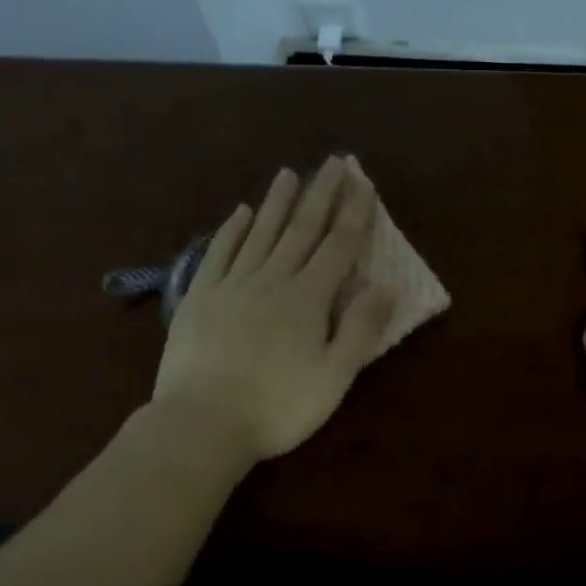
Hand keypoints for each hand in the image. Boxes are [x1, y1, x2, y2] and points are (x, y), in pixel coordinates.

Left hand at [151, 156, 394, 463]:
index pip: (338, 246)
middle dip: (321, 194)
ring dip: (278, 202)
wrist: (201, 423)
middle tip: (333, 162)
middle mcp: (272, 280)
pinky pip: (219, 253)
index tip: (363, 183)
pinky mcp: (200, 297)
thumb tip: (385, 285)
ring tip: (290, 174)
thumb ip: (361, 329)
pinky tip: (241, 212)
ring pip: (261, 233)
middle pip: (302, 229)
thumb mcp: (334, 377)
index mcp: (308, 299)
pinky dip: (232, 230)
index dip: (354, 214)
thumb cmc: (277, 407)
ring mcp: (232, 285)